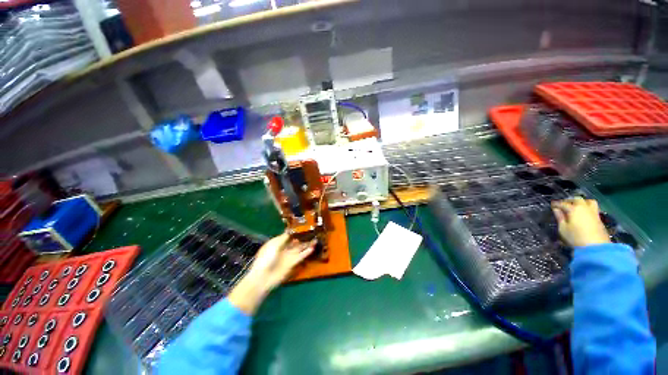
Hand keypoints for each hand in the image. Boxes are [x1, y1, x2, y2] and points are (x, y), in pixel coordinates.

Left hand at [228, 233, 314, 314]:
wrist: (263, 277)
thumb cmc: (266, 258)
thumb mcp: (273, 245)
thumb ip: (283, 238)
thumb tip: (290, 232)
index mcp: (276, 244)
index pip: (287, 236)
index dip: (294, 232)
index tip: (302, 227)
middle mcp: (283, 249)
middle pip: (295, 242)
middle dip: (302, 238)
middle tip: (311, 232)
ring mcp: (288, 256)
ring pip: (299, 248)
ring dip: (307, 245)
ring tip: (315, 239)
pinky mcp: (292, 264)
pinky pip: (300, 256)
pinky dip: (306, 252)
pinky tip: (312, 248)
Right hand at [552, 197, 610, 247]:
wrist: (596, 246)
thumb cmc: (576, 237)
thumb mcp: (563, 228)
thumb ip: (560, 217)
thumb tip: (556, 210)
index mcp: (573, 209)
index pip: (563, 203)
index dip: (556, 204)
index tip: (552, 205)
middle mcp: (584, 208)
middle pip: (577, 199)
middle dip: (569, 200)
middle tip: (564, 204)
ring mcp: (593, 212)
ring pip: (588, 201)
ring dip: (582, 202)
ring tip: (577, 206)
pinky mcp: (599, 218)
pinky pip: (593, 208)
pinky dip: (587, 208)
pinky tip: (584, 213)